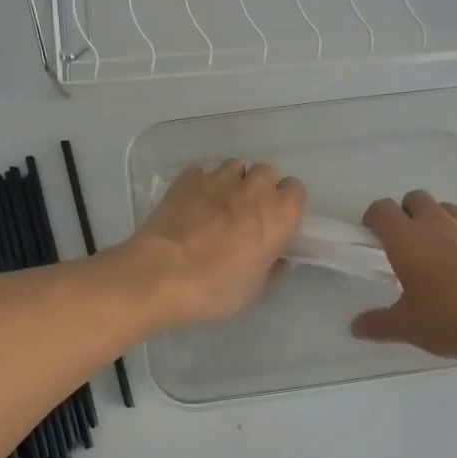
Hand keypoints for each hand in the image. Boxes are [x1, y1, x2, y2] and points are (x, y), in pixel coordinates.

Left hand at [110, 160, 305, 328]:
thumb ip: (271, 267)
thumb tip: (275, 258)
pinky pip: (202, 172)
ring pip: (234, 167)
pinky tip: (192, 202)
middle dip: (259, 188)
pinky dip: (201, 183)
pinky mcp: (187, 178)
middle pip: (266, 173)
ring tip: (218, 204)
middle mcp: (254, 188)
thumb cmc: (215, 288)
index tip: (275, 221)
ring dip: (232, 181)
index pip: (296, 190)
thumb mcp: (254, 290)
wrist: (160, 275)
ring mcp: (218, 178)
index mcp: (279, 214)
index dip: (286, 204)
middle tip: (246, 213)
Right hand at [350, 190, 456, 364]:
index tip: (373, 237)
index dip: (374, 218)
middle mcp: (438, 224)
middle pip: (415, 198)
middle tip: (406, 246)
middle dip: (406, 214)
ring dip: (437, 222)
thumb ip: (379, 324)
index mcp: (408, 240)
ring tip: (440, 256)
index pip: (382, 209)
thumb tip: (356, 326)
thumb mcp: (411, 329)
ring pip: (447, 209)